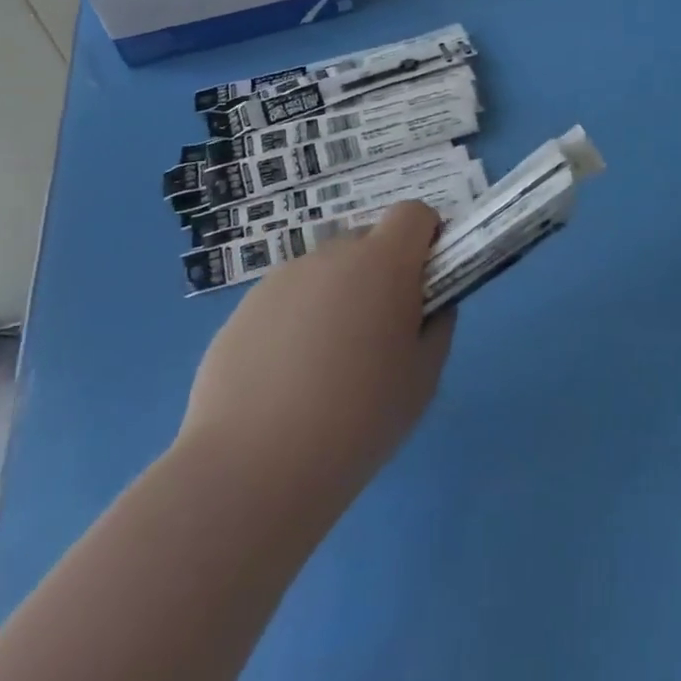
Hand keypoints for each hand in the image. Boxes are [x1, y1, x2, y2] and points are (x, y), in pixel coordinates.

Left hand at [175, 202, 453, 525]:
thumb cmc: (359, 418)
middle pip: (368, 243)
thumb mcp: (424, 378)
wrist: (254, 466)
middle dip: (381, 274)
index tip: (425, 283)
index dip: (426, 239)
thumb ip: (437, 326)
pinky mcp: (244, 308)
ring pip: (326, 273)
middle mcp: (332, 255)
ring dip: (338, 298)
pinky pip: (288, 300)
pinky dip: (297, 324)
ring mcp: (282, 279)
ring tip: (325, 369)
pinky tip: (286, 382)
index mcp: (383, 262)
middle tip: (377, 337)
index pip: (414, 214)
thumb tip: (428, 306)